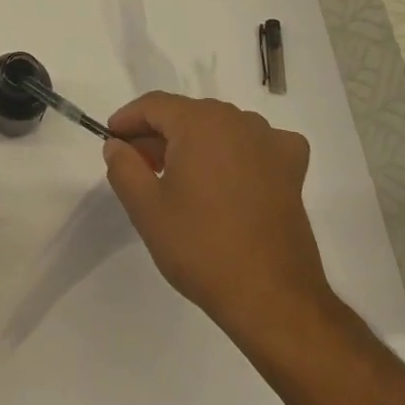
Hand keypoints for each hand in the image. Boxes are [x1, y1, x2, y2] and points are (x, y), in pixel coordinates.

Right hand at [103, 92, 334, 344]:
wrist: (272, 299)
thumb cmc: (202, 248)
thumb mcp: (146, 209)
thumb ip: (123, 167)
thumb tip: (117, 145)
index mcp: (199, 122)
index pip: (154, 105)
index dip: (128, 119)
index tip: (112, 140)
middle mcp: (236, 120)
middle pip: (187, 114)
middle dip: (159, 134)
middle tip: (140, 166)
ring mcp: (269, 143)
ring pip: (220, 127)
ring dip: (196, 142)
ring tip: (180, 176)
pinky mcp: (292, 169)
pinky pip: (260, 144)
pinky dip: (241, 151)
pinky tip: (235, 173)